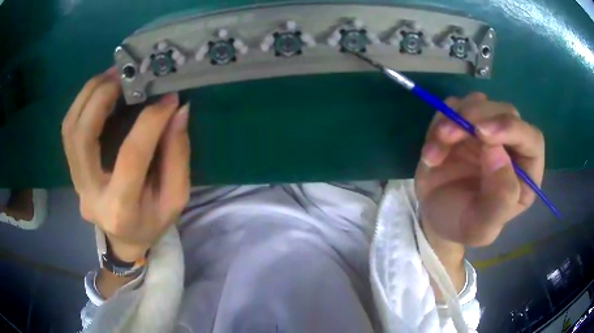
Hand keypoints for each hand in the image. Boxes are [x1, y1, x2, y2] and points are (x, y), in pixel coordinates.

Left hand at [61, 68, 190, 260]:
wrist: (124, 240)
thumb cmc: (152, 222)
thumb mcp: (174, 198)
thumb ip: (177, 155)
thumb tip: (177, 111)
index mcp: (121, 209)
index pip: (131, 156)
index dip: (150, 121)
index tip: (168, 98)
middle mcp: (90, 194)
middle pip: (83, 137)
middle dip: (101, 97)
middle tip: (124, 75)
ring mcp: (76, 183)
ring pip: (70, 129)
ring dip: (88, 95)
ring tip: (111, 75)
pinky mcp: (72, 172)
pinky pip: (68, 131)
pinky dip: (81, 104)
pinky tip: (99, 91)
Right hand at [415, 93, 544, 246]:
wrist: (434, 218)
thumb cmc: (462, 225)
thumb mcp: (480, 227)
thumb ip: (498, 199)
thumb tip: (497, 152)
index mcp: (525, 174)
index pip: (532, 140)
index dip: (511, 129)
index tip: (482, 133)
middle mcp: (511, 147)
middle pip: (504, 112)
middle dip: (476, 118)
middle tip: (447, 135)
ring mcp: (487, 131)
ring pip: (478, 103)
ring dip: (453, 119)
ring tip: (433, 153)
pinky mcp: (464, 123)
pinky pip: (454, 107)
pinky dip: (439, 123)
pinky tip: (431, 152)